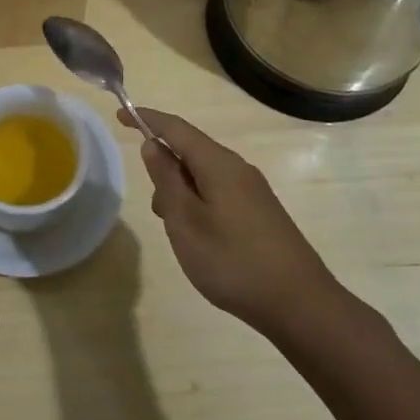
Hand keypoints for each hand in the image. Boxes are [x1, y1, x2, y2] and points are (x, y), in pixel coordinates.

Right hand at [123, 108, 341, 331]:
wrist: (300, 304)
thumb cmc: (233, 261)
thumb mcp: (186, 221)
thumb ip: (166, 180)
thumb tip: (153, 145)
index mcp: (219, 164)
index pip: (176, 128)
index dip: (147, 119)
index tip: (120, 115)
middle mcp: (238, 169)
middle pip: (192, 151)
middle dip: (165, 168)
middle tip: (157, 209)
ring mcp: (253, 191)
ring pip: (205, 176)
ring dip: (181, 191)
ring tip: (177, 231)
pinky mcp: (260, 213)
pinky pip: (219, 193)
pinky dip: (199, 203)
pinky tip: (200, 238)